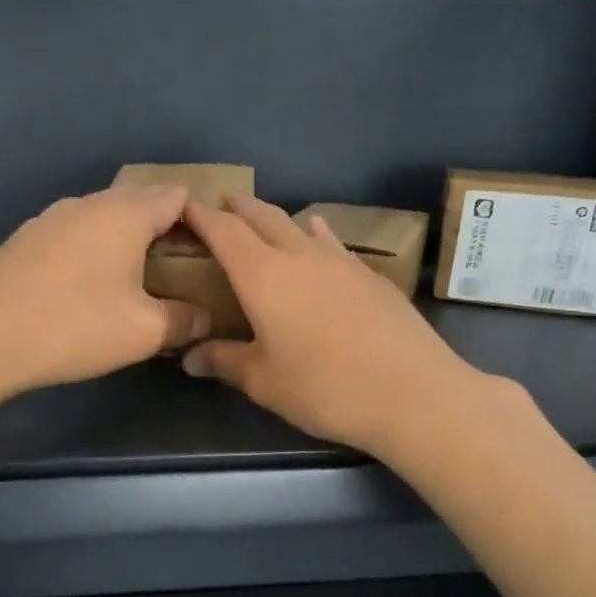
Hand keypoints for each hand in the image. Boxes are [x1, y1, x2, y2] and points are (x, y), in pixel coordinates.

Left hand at [0, 184, 211, 396]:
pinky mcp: (26, 239)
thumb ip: (184, 321)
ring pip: (104, 218)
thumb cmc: (73, 327)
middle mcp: (88, 203)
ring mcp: (51, 218)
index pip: (176, 195)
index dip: (200, 220)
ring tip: (137, 281)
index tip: (211, 254)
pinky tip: (88, 288)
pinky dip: (94, 251)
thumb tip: (205, 318)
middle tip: (181, 271)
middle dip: (166, 231)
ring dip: (127, 241)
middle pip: (140, 202)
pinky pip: (75, 234)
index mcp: (125, 214)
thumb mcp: (143, 333)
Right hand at [181, 198, 495, 458]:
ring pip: (300, 227)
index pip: (224, 232)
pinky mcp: (372, 276)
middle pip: (264, 218)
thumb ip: (224, 362)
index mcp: (264, 276)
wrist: (413, 392)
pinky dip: (316, 235)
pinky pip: (333, 244)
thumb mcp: (264, 382)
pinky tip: (320, 235)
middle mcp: (301, 256)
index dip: (201, 216)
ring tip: (264, 219)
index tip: (183, 205)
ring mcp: (342, 262)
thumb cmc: (325, 387)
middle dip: (239, 208)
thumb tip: (188, 357)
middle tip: (221, 204)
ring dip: (277, 220)